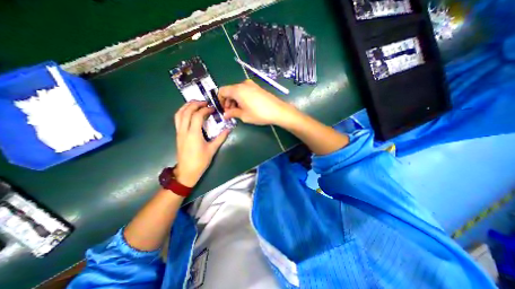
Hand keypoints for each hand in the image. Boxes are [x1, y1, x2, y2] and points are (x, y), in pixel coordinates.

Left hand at [173, 102, 228, 186]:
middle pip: (186, 111)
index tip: (212, 109)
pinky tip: (189, 112)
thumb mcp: (212, 149)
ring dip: (187, 106)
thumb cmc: (200, 161)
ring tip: (196, 104)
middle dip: (195, 104)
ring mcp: (179, 132)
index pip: (197, 116)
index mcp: (193, 134)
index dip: (205, 110)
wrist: (187, 171)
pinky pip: (177, 119)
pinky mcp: (178, 134)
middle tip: (204, 102)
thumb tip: (228, 129)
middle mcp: (184, 130)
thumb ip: (220, 138)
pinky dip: (183, 112)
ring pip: (179, 114)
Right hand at [218, 79, 297, 125]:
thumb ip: (232, 113)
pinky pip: (245, 91)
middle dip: (227, 101)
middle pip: (230, 91)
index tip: (222, 109)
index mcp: (237, 90)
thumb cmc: (259, 114)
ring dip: (234, 100)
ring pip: (237, 91)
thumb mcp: (244, 115)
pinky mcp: (257, 88)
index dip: (219, 100)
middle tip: (230, 112)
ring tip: (238, 111)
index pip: (222, 91)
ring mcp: (251, 85)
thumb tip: (225, 114)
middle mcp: (243, 84)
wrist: (278, 110)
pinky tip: (245, 107)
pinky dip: (241, 98)